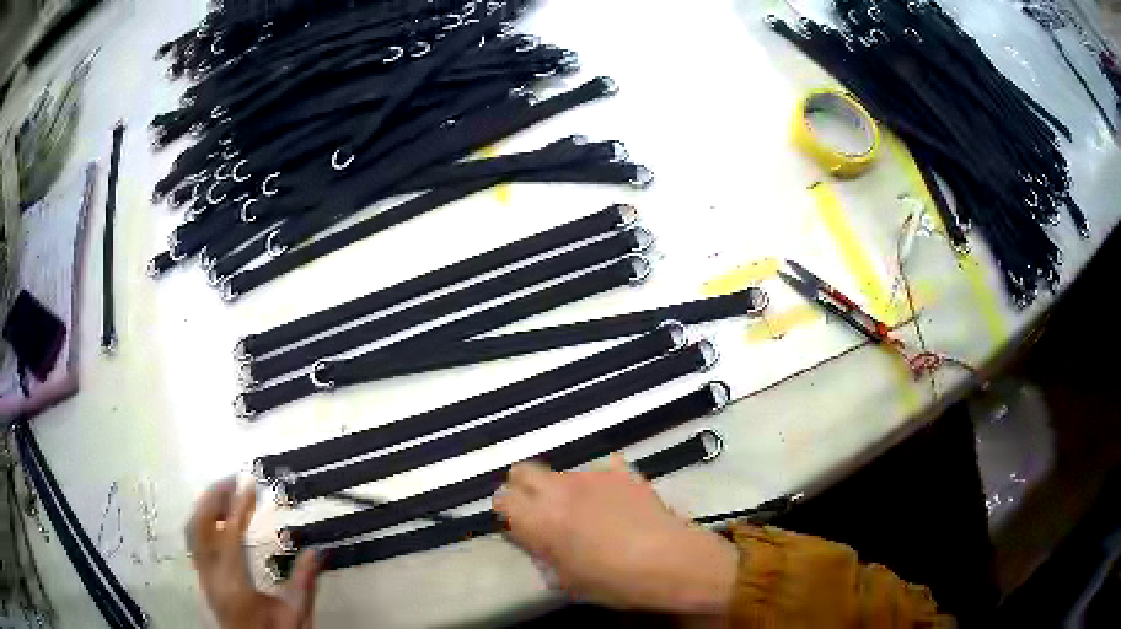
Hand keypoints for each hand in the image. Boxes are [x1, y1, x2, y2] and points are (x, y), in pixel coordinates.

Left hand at [186, 478, 319, 628]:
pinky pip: (195, 541)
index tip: (249, 485)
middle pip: (201, 527)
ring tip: (225, 493)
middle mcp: (212, 578)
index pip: (230, 537)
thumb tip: (316, 551)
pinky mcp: (203, 578)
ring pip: (193, 532)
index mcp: (234, 587)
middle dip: (215, 498)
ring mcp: (203, 577)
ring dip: (206, 507)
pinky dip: (202, 521)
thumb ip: (304, 583)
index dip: (239, 508)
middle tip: (234, 480)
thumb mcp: (296, 616)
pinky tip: (217, 518)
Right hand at [493, 456, 738, 615]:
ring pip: (561, 472)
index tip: (516, 523)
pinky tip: (614, 502)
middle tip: (539, 510)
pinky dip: (598, 484)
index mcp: (540, 519)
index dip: (505, 509)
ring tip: (586, 512)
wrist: (671, 560)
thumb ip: (542, 554)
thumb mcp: (567, 580)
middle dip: (524, 487)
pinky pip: (598, 470)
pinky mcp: (621, 470)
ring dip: (563, 488)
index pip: (502, 497)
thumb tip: (533, 539)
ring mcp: (592, 475)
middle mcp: (559, 490)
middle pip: (523, 470)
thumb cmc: (615, 581)